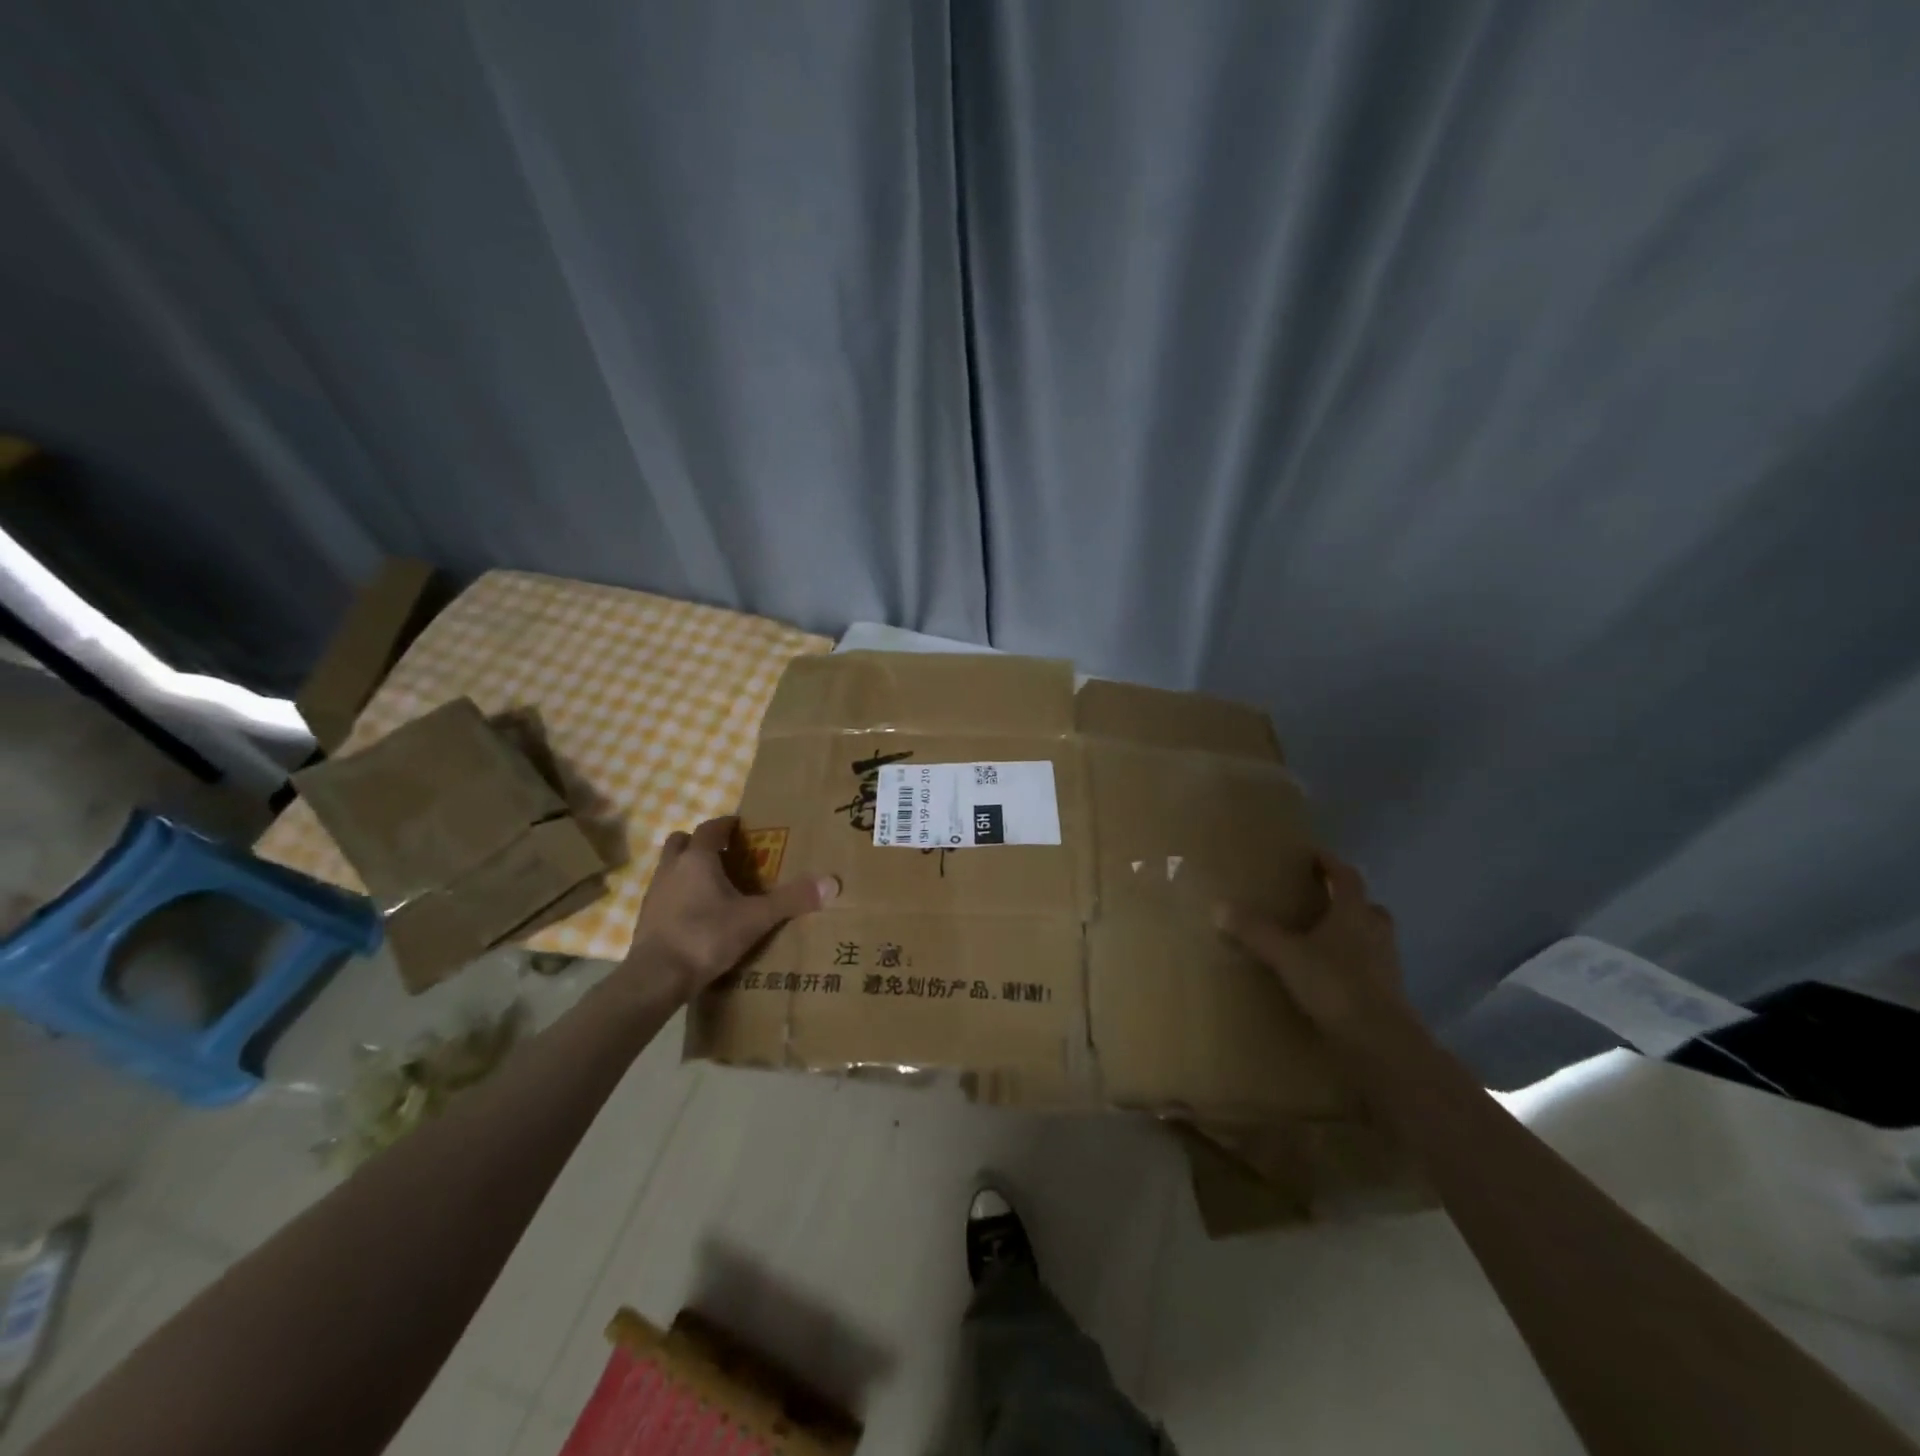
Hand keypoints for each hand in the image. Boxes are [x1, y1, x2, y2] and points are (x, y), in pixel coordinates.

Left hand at [621, 816, 837, 1000]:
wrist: (656, 977)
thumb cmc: (706, 936)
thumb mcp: (756, 918)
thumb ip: (791, 900)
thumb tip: (831, 883)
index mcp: (697, 859)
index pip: (711, 828)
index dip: (726, 825)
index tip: (741, 827)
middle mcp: (671, 869)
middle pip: (681, 842)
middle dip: (700, 843)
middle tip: (724, 855)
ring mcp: (653, 894)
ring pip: (669, 868)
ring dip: (686, 870)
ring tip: (712, 886)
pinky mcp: (645, 919)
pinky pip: (664, 895)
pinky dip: (678, 897)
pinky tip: (696, 915)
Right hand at [1219, 856, 1411, 1048]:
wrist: (1381, 1042)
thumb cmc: (1335, 985)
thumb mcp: (1286, 955)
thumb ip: (1255, 931)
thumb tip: (1218, 906)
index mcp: (1354, 914)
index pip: (1347, 878)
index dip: (1330, 864)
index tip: (1314, 856)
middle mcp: (1375, 933)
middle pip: (1368, 907)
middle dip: (1348, 902)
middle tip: (1323, 901)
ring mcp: (1387, 965)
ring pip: (1373, 938)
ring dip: (1354, 934)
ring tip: (1325, 941)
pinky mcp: (1390, 995)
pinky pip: (1371, 968)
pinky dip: (1355, 966)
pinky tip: (1333, 977)